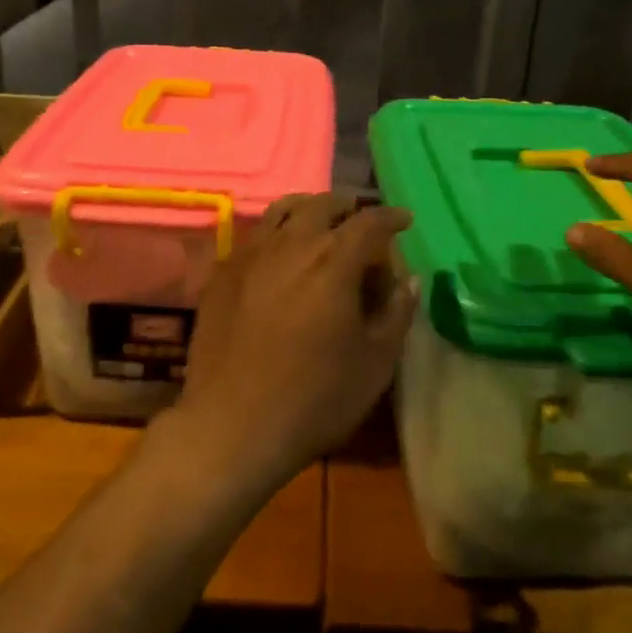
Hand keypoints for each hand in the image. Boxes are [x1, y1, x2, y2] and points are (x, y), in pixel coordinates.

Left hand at [169, 192, 416, 491]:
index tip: (404, 219)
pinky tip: (280, 252)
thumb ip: (396, 313)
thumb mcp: (375, 363)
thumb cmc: (315, 399)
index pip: (369, 222)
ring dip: (309, 208)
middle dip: (348, 206)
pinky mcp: (222, 273)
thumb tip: (409, 278)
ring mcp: (251, 255)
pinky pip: (254, 236)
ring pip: (282, 211)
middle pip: (323, 205)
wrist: (231, 426)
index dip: (390, 217)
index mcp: (334, 262)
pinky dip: (276, 231)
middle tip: (361, 218)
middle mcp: (291, 245)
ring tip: (320, 221)